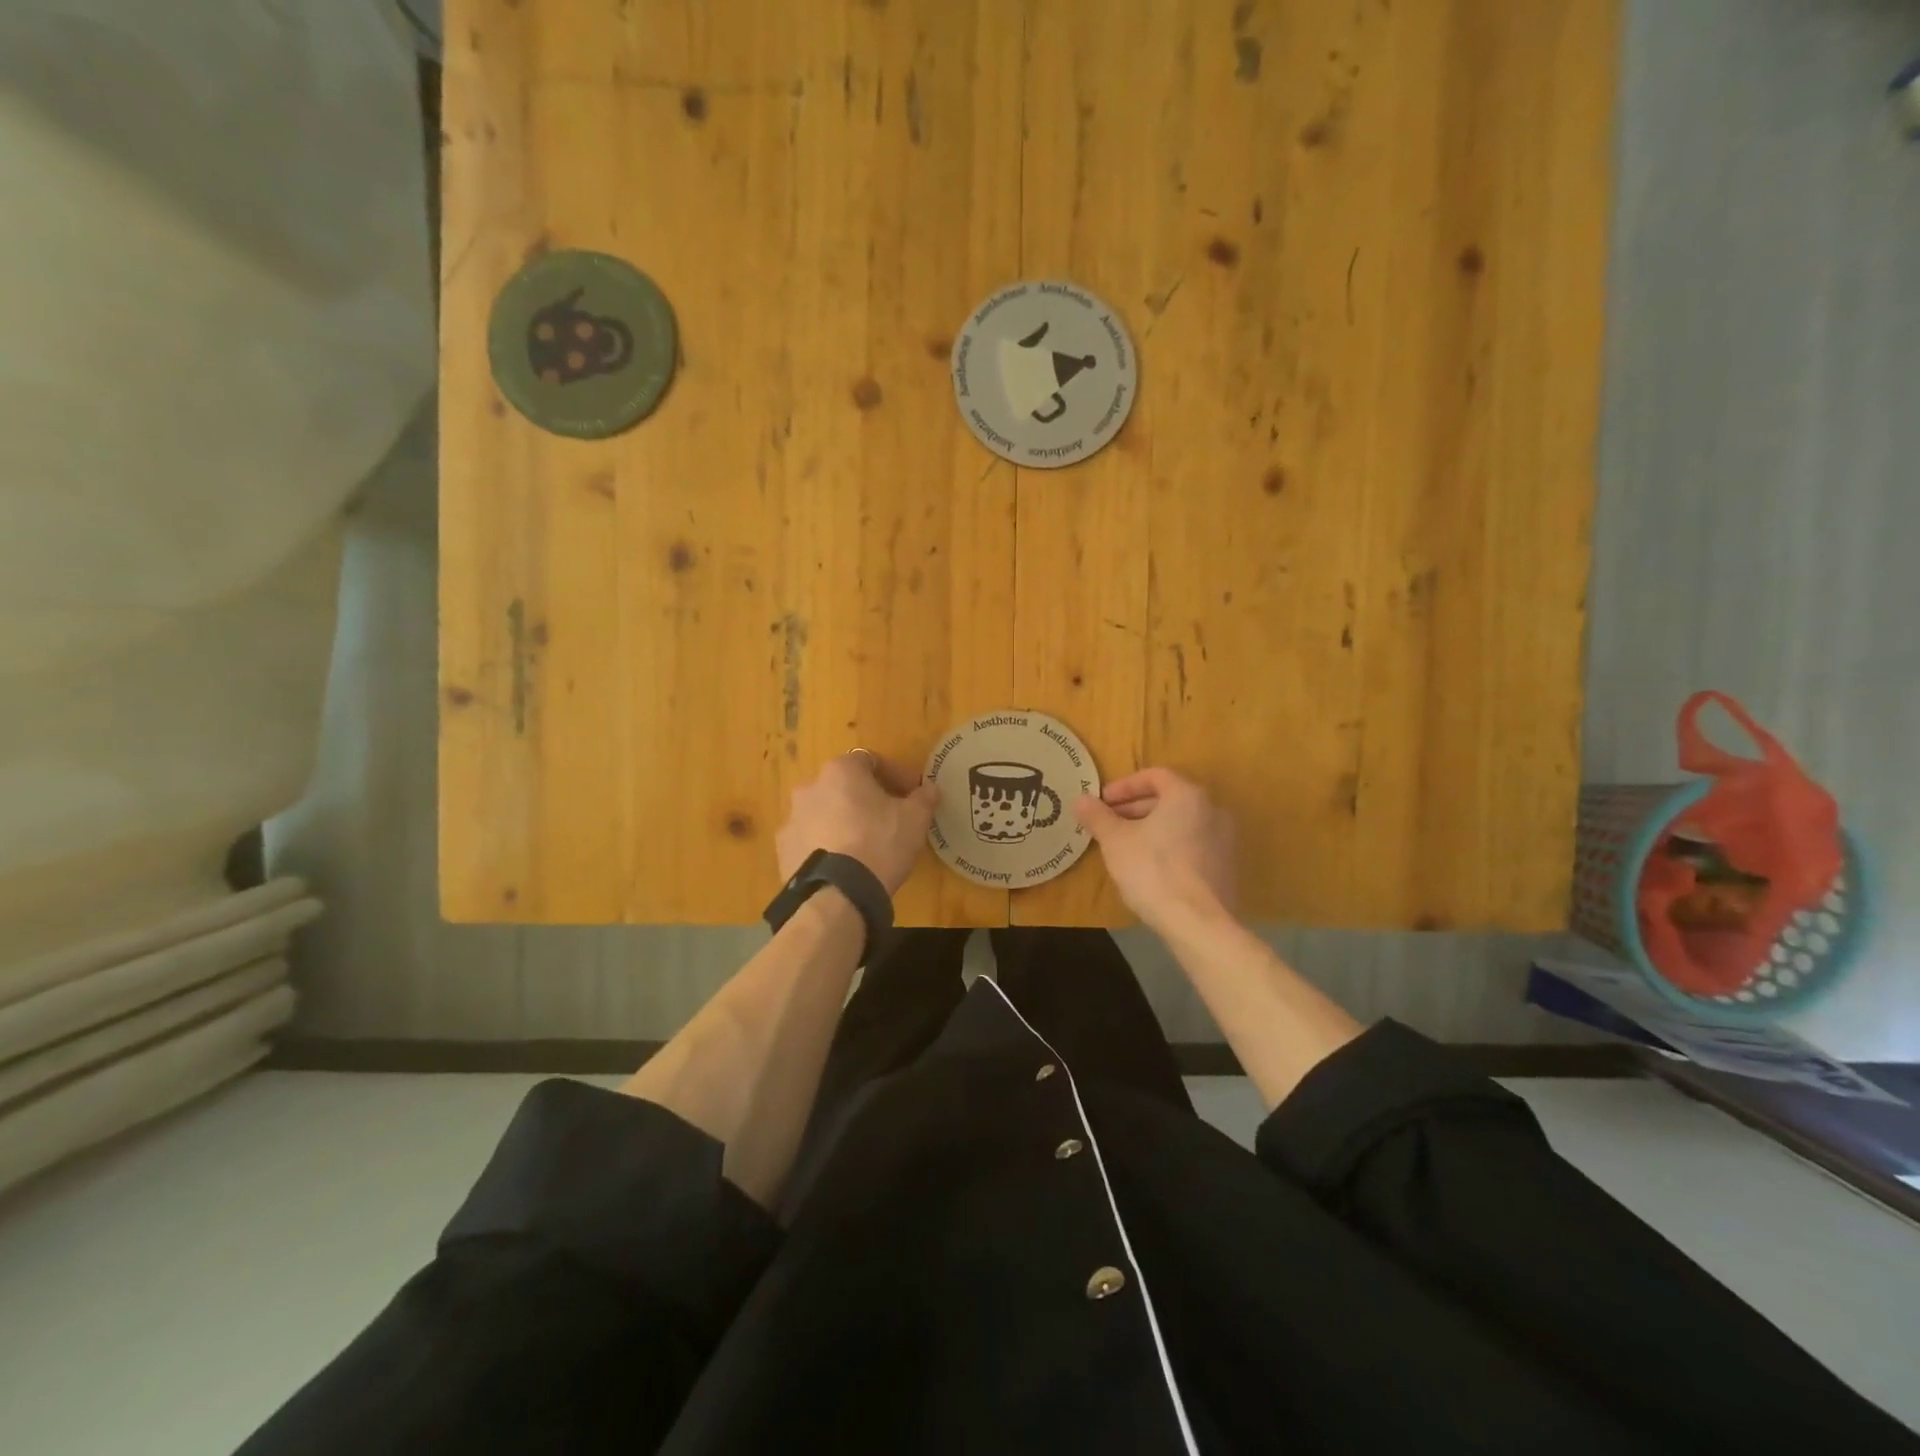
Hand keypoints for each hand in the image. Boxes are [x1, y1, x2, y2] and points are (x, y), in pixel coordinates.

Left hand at [777, 752, 939, 895]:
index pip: (871, 761)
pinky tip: (842, 865)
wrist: (837, 895)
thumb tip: (928, 789)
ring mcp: (792, 819)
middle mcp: (810, 787)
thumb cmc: (880, 844)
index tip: (910, 795)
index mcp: (841, 771)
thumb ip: (923, 798)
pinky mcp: (783, 849)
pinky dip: (825, 845)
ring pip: (824, 812)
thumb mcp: (915, 819)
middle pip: (843, 786)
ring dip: (842, 821)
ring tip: (863, 846)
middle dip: (865, 799)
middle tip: (888, 819)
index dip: (894, 776)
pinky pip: (810, 839)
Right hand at [1075, 768, 1236, 931]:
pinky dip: (1169, 846)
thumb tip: (1080, 799)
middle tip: (1109, 823)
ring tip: (1124, 846)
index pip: (1154, 776)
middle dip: (1134, 808)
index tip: (1102, 802)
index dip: (1123, 786)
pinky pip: (1192, 845)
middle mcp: (1212, 810)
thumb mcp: (1115, 841)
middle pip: (1169, 799)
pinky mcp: (1225, 867)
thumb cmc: (1153, 871)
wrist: (1198, 923)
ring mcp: (1224, 840)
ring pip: (1180, 823)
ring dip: (1151, 828)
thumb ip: (1098, 816)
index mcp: (1187, 796)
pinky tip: (1148, 867)